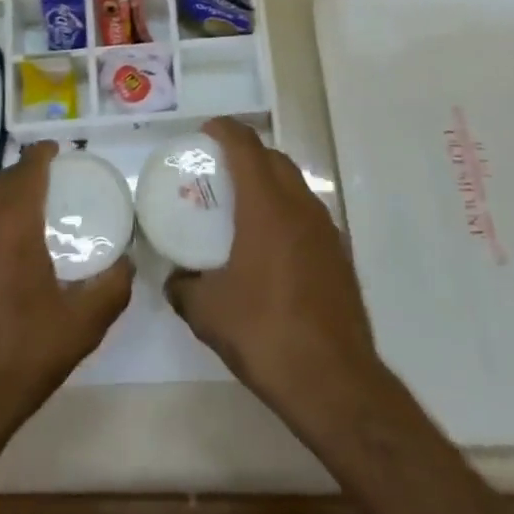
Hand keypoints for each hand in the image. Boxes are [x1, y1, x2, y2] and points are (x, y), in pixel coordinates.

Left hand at [0, 140, 132, 443]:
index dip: (42, 154)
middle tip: (52, 179)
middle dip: (24, 172)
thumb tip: (128, 263)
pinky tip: (4, 252)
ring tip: (30, 211)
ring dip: (4, 197)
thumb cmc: (20, 357)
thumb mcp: (81, 327)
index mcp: (11, 226)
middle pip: (0, 182)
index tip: (59, 150)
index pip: (26, 170)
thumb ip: (111, 289)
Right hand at [165, 118, 385, 424]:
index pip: (245, 146)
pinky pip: (307, 213)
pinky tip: (271, 244)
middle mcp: (299, 206)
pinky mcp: (339, 254)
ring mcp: (325, 229)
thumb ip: (184, 288)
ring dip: (269, 180)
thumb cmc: (266, 334)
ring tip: (243, 204)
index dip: (224, 130)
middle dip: (247, 152)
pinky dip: (286, 210)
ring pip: (295, 184)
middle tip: (219, 168)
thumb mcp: (209, 314)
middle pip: (273, 158)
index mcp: (267, 205)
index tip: (205, 131)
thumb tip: (174, 279)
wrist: (336, 383)